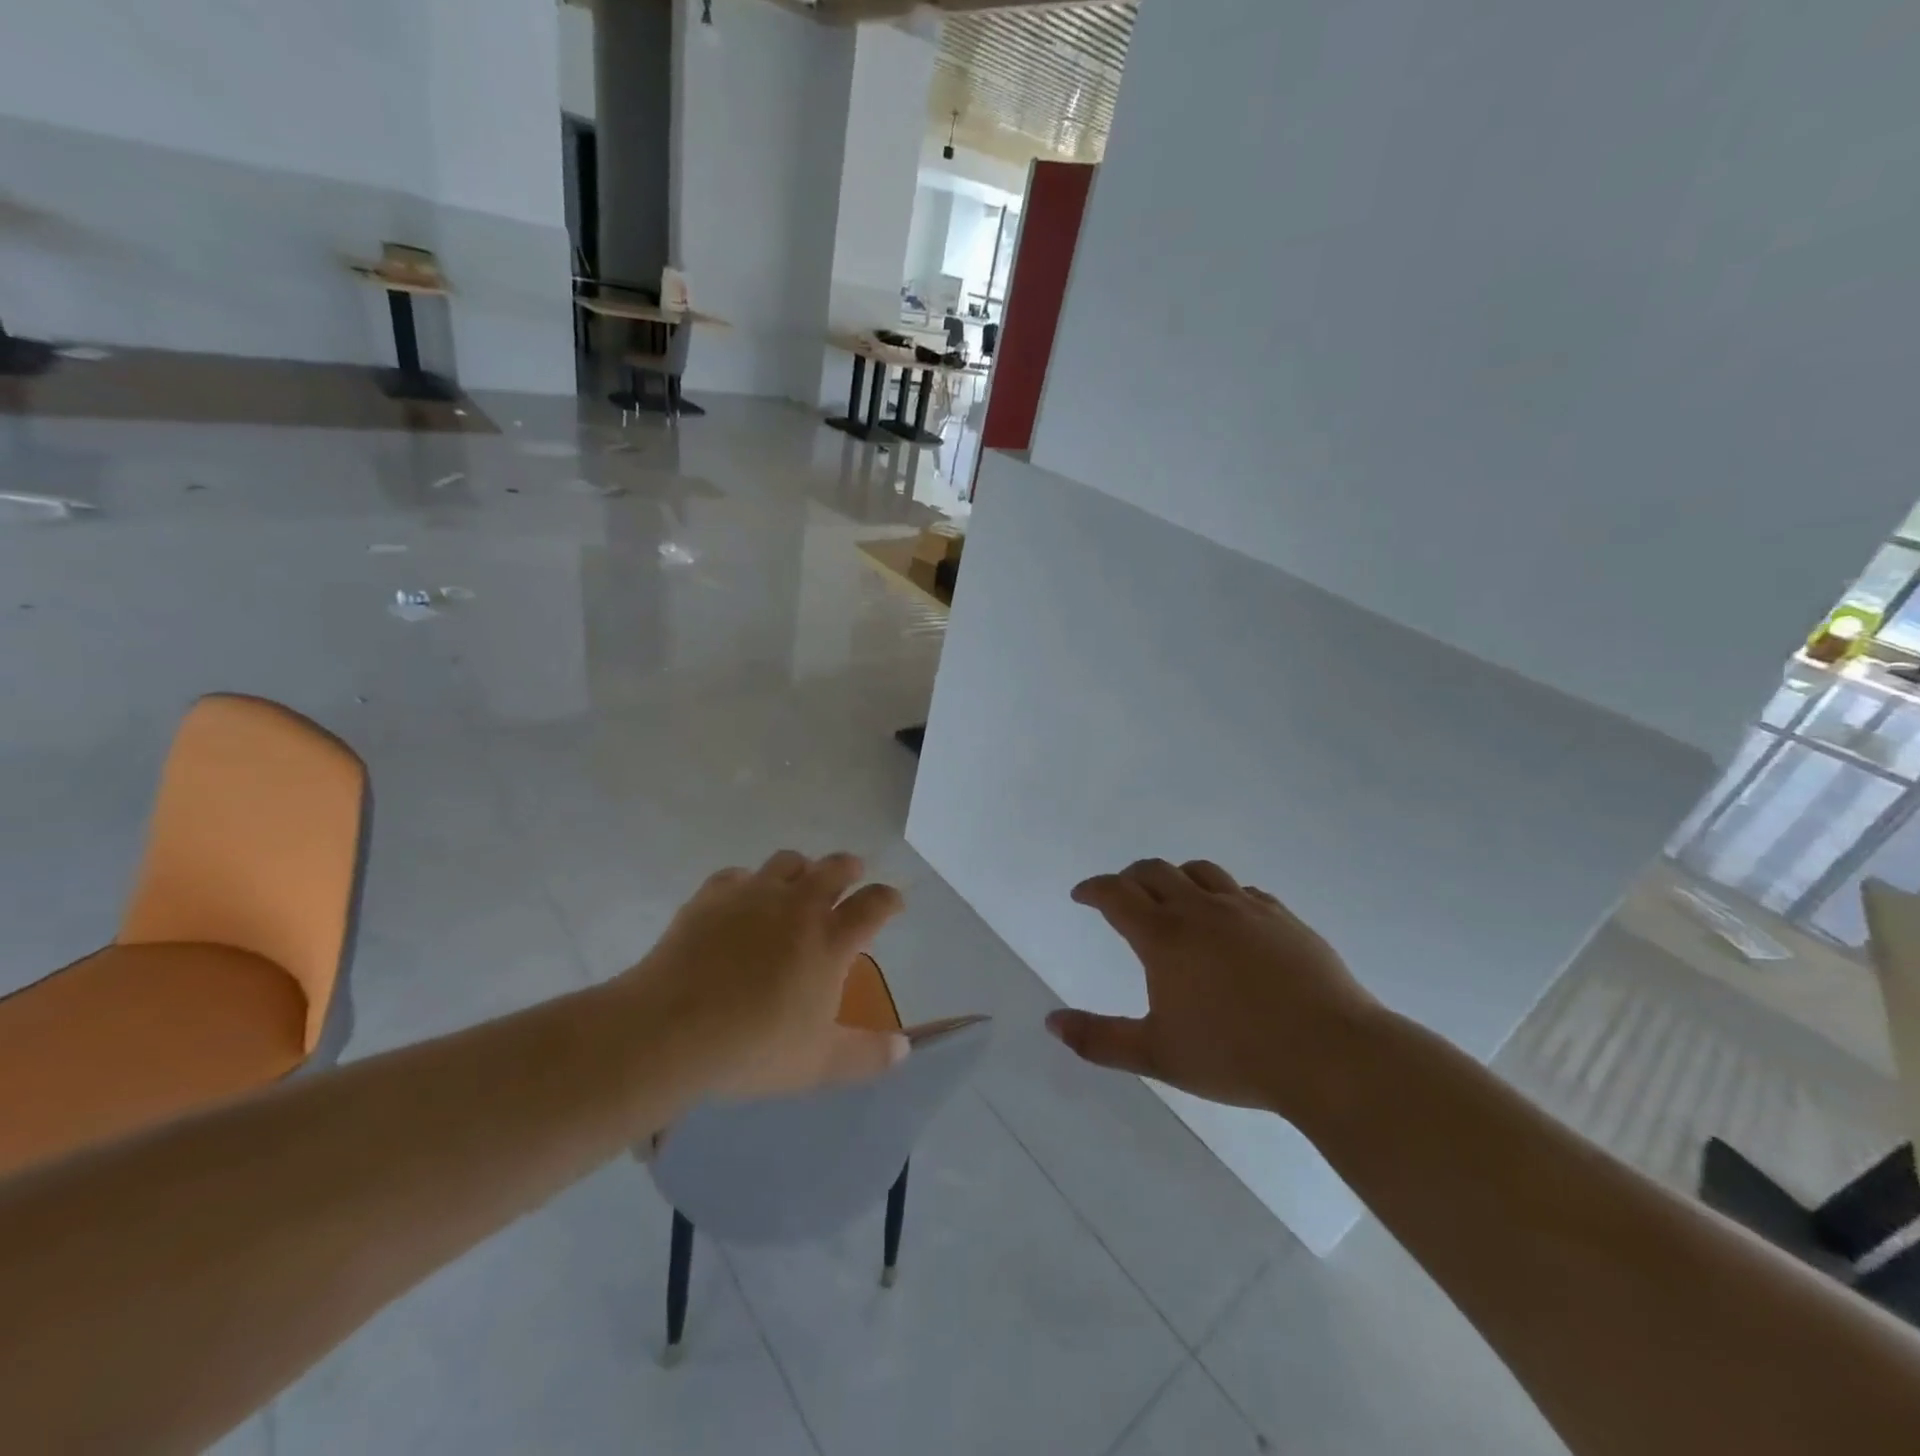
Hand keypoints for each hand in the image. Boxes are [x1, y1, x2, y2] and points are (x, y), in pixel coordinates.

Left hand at [622, 851, 907, 1101]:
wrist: (671, 1030)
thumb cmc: (754, 1048)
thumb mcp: (819, 1064)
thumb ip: (867, 1056)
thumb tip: (904, 1049)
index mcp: (831, 939)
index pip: (874, 904)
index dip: (889, 899)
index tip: (894, 901)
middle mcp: (798, 905)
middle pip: (835, 867)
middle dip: (849, 868)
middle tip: (851, 875)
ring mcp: (753, 895)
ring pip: (788, 861)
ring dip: (801, 869)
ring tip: (797, 883)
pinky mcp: (712, 896)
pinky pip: (737, 876)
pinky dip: (747, 884)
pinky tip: (739, 902)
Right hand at [1046, 859, 1378, 1115]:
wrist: (1330, 1054)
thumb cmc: (1234, 1056)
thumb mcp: (1157, 1054)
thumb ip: (1099, 1039)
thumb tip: (1050, 1022)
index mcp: (1165, 936)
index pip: (1116, 894)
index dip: (1093, 889)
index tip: (1081, 894)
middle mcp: (1200, 909)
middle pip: (1154, 872)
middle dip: (1129, 877)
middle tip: (1120, 894)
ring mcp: (1246, 908)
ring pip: (1200, 871)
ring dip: (1175, 877)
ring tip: (1172, 896)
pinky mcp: (1283, 917)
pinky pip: (1242, 890)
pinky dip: (1221, 894)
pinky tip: (1228, 917)